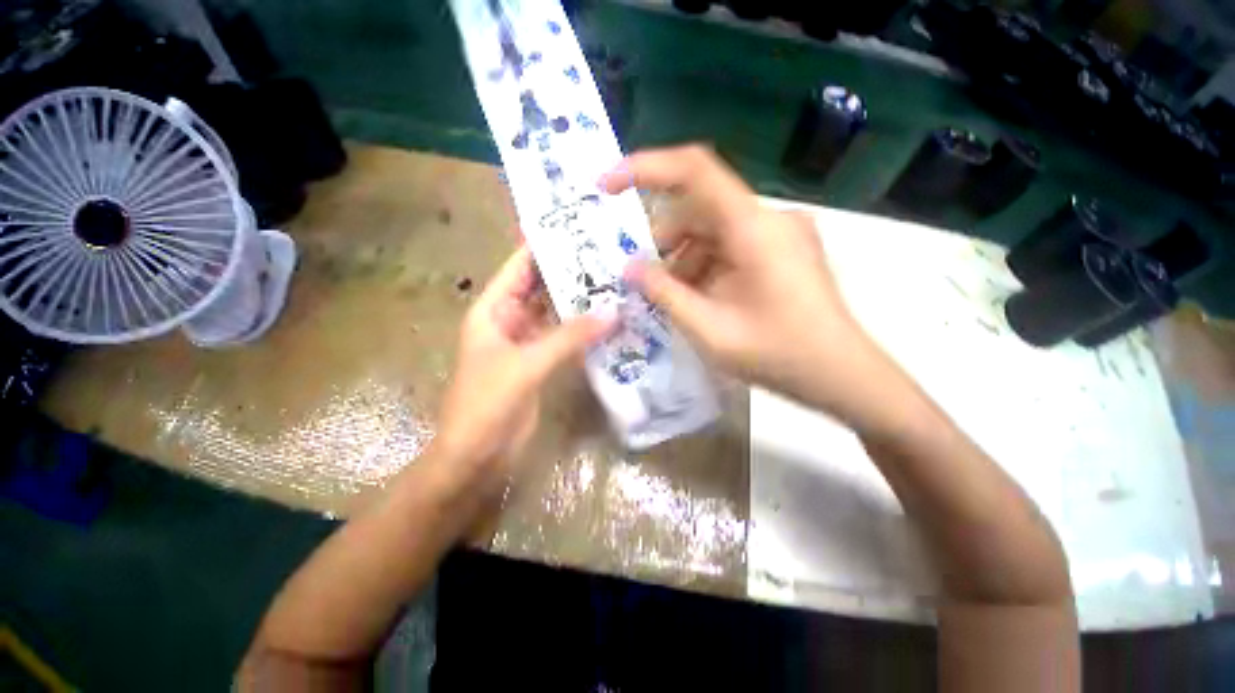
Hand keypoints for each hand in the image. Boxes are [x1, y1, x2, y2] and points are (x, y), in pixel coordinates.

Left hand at [435, 247, 613, 484]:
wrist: (478, 454)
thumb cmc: (487, 403)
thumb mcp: (527, 364)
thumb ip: (569, 338)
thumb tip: (612, 313)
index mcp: (493, 310)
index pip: (519, 267)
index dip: (542, 246)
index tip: (574, 228)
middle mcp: (509, 320)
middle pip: (540, 288)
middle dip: (568, 273)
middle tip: (605, 255)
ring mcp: (527, 342)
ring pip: (555, 313)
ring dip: (578, 302)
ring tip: (612, 282)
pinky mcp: (541, 362)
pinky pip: (564, 338)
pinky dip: (582, 330)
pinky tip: (607, 319)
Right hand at [600, 145, 899, 426]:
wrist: (841, 375)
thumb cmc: (778, 355)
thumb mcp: (709, 329)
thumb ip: (665, 294)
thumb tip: (629, 268)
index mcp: (753, 228)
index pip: (694, 170)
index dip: (645, 168)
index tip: (607, 187)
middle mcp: (767, 218)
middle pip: (699, 209)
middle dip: (664, 241)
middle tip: (643, 279)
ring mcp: (778, 232)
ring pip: (712, 230)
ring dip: (684, 260)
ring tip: (674, 299)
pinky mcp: (782, 249)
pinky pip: (730, 245)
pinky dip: (705, 266)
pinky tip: (699, 299)